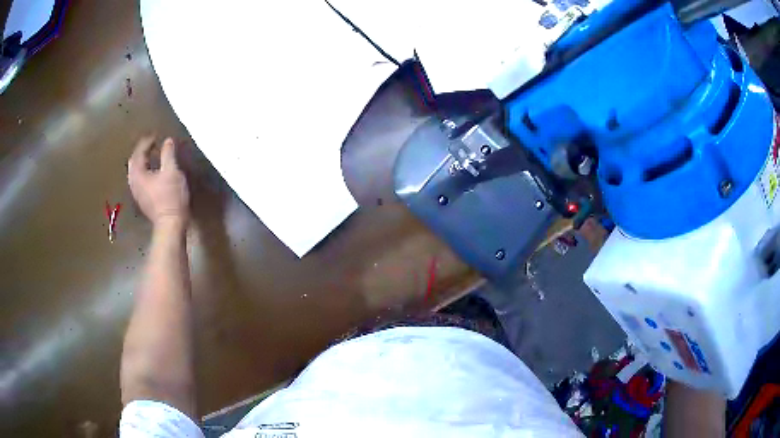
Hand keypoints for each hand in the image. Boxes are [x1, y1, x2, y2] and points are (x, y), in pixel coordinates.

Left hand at [128, 136, 189, 226]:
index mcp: (138, 174)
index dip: (146, 142)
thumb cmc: (171, 197)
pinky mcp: (143, 201)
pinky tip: (152, 172)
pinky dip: (144, 172)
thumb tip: (167, 141)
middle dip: (141, 152)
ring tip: (152, 156)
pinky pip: (139, 181)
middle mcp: (134, 183)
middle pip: (133, 163)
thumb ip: (168, 154)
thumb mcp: (172, 171)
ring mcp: (137, 193)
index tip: (155, 136)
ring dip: (142, 162)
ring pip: (135, 173)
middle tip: (151, 144)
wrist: (170, 224)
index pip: (138, 153)